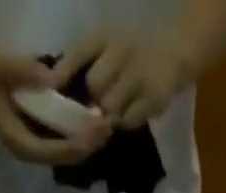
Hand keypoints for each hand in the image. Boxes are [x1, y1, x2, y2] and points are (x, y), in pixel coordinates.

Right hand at [0, 52, 110, 164]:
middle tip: (109, 127)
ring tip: (107, 126)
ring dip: (89, 143)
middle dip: (89, 145)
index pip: (56, 151)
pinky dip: (82, 136)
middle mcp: (33, 153)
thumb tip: (51, 79)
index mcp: (22, 143)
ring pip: (69, 154)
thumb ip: (23, 72)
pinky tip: (95, 123)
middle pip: (67, 158)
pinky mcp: (43, 141)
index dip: (77, 143)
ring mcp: (38, 149)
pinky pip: (67, 144)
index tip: (96, 130)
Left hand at [50, 33, 192, 128]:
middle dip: (94, 100)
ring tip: (117, 110)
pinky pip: (128, 121)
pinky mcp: (152, 98)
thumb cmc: (134, 53)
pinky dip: (126, 122)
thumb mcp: (107, 47)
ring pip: (111, 107)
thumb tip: (57, 89)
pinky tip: (132, 113)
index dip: (62, 73)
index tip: (50, 89)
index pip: (78, 53)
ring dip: (110, 114)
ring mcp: (139, 74)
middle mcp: (121, 50)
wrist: (174, 52)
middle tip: (99, 105)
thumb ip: (83, 64)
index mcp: (106, 36)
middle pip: (95, 86)